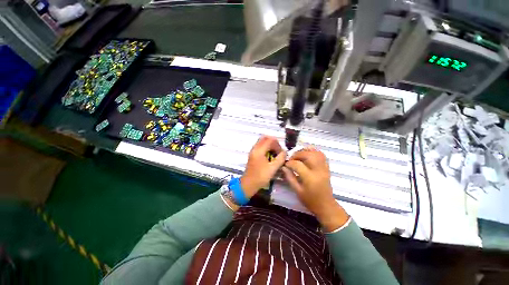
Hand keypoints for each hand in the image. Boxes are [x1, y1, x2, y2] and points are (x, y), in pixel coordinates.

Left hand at [241, 136, 286, 198]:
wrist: (248, 184)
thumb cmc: (260, 177)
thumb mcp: (273, 168)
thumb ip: (280, 159)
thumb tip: (284, 151)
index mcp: (259, 150)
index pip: (270, 140)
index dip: (277, 144)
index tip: (281, 153)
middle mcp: (255, 148)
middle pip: (265, 138)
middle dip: (273, 143)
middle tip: (278, 151)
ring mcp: (253, 151)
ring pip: (262, 142)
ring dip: (269, 145)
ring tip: (275, 154)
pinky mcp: (253, 154)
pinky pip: (260, 146)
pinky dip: (266, 148)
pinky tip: (269, 156)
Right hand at [282, 147, 348, 231]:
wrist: (326, 206)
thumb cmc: (310, 200)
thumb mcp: (297, 191)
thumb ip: (289, 177)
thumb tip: (283, 167)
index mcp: (310, 178)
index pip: (298, 164)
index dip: (289, 163)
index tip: (285, 165)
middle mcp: (318, 171)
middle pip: (308, 155)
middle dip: (297, 154)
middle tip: (292, 159)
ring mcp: (324, 168)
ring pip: (316, 153)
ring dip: (306, 151)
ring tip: (299, 155)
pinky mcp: (327, 168)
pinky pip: (322, 155)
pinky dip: (314, 152)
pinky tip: (307, 155)